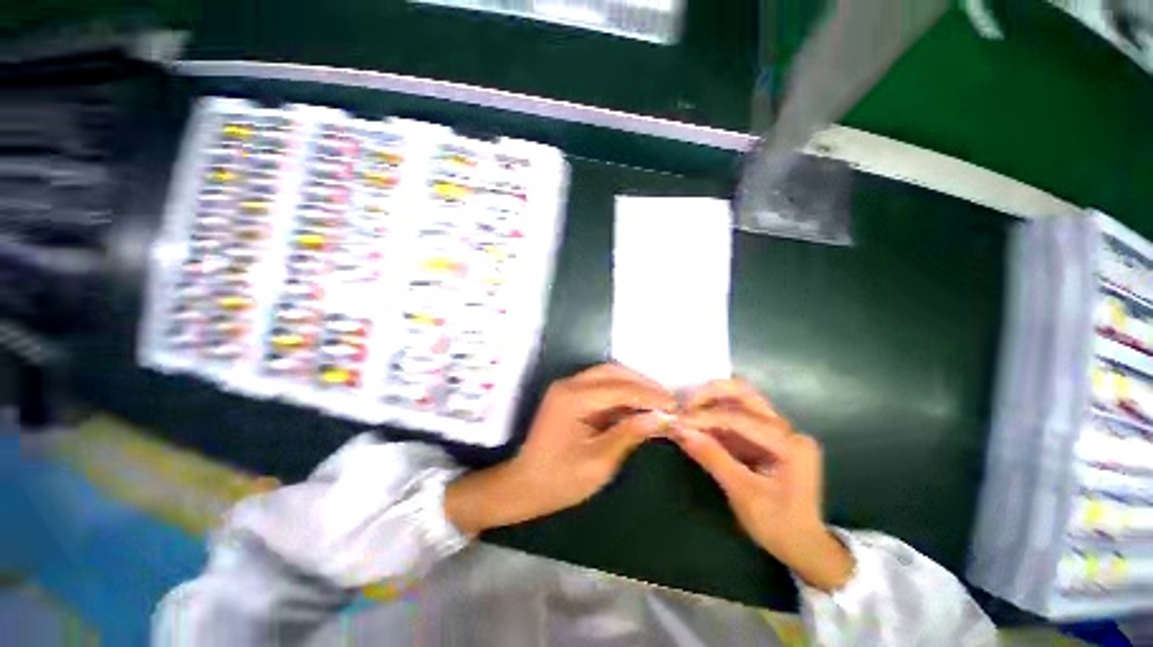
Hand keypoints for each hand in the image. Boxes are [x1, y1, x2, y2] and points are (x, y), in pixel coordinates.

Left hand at [446, 364, 675, 536]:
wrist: (524, 486)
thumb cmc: (560, 480)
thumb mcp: (599, 461)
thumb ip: (630, 434)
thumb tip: (662, 418)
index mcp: (573, 398)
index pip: (620, 388)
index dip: (650, 395)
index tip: (675, 406)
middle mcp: (569, 384)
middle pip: (613, 372)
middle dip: (643, 384)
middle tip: (668, 401)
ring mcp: (567, 387)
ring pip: (607, 375)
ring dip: (633, 385)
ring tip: (657, 402)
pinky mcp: (569, 395)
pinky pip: (600, 386)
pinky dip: (621, 392)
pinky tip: (636, 405)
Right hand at [670, 380, 854, 591]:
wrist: (804, 547)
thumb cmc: (779, 526)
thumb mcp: (743, 494)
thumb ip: (711, 457)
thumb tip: (678, 430)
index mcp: (790, 444)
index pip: (740, 418)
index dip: (704, 417)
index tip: (676, 421)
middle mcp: (787, 429)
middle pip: (745, 394)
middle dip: (710, 395)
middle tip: (684, 406)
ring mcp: (779, 430)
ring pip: (741, 400)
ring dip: (711, 402)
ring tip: (687, 413)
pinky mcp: (768, 436)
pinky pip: (738, 416)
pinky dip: (715, 416)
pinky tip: (698, 423)